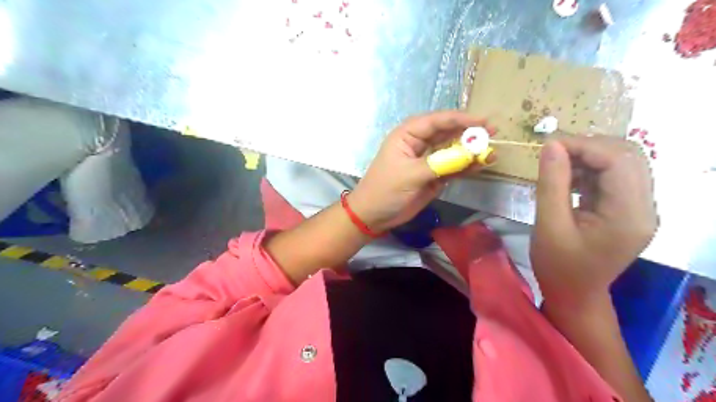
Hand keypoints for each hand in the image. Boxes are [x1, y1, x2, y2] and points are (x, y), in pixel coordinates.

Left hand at [350, 112, 495, 232]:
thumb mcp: (410, 175)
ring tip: (491, 152)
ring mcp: (427, 160)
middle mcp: (419, 144)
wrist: (374, 215)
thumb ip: (439, 164)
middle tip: (493, 133)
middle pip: (447, 133)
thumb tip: (469, 156)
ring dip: (470, 151)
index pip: (436, 121)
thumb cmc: (385, 190)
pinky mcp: (433, 175)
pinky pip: (452, 167)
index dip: (459, 119)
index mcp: (407, 135)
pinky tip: (480, 166)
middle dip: (469, 132)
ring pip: (452, 150)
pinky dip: (466, 166)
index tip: (482, 122)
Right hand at [530, 136, 658, 306]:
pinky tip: (569, 177)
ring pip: (623, 163)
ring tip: (558, 164)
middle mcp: (645, 208)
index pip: (619, 161)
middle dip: (589, 147)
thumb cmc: (558, 266)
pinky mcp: (628, 210)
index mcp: (629, 216)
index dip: (584, 145)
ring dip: (589, 156)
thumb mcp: (549, 225)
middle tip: (553, 152)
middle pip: (628, 157)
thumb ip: (552, 184)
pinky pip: (615, 177)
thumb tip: (551, 145)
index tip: (549, 145)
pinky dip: (591, 169)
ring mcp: (640, 209)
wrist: (574, 294)